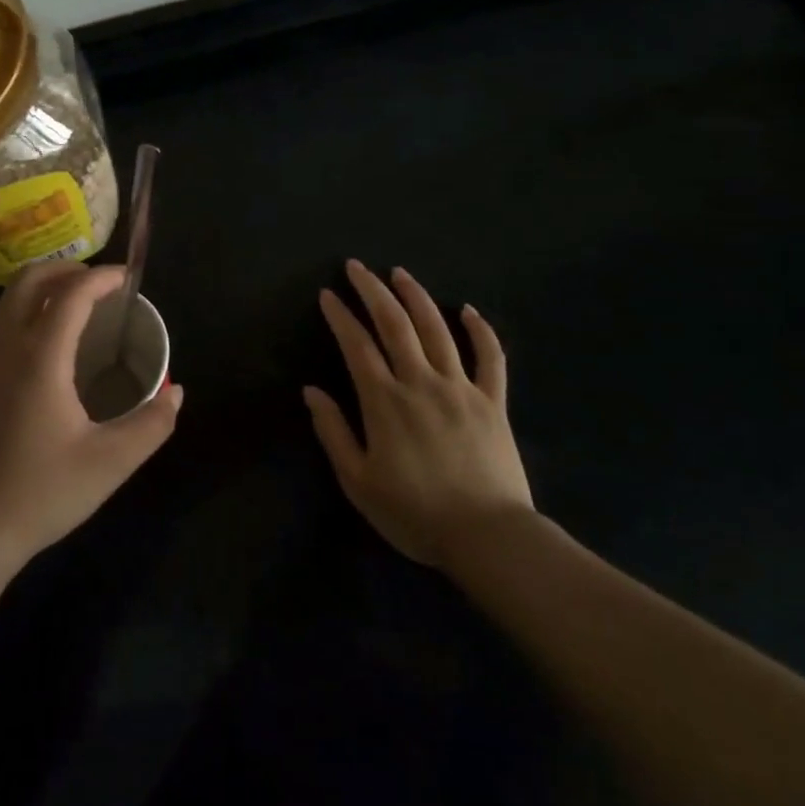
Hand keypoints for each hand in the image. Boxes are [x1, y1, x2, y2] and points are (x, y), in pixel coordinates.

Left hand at [0, 262, 182, 586]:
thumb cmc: (40, 493)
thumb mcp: (110, 463)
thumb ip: (151, 424)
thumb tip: (175, 393)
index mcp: (39, 357)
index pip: (71, 294)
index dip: (101, 278)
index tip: (127, 279)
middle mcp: (4, 346)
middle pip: (29, 280)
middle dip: (67, 269)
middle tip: (100, 286)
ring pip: (6, 298)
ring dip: (41, 287)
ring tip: (74, 305)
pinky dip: (22, 309)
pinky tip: (42, 342)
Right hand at [304, 260, 532, 567]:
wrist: (488, 538)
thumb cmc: (414, 513)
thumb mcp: (358, 481)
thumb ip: (333, 432)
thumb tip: (311, 391)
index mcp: (384, 401)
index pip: (357, 345)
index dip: (340, 316)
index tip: (327, 294)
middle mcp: (421, 382)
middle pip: (395, 324)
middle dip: (373, 291)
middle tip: (357, 267)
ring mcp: (461, 388)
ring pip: (438, 330)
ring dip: (417, 297)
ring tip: (400, 273)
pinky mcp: (493, 402)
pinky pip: (490, 358)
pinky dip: (481, 331)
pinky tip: (468, 310)